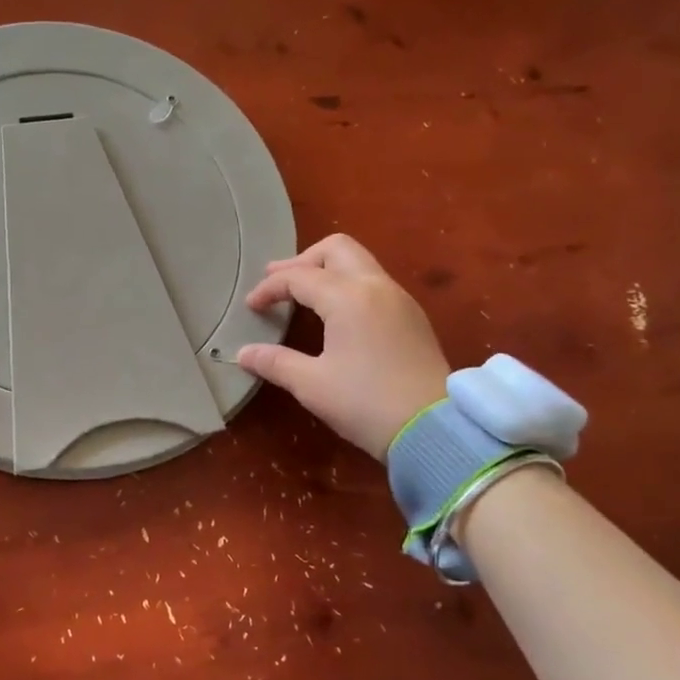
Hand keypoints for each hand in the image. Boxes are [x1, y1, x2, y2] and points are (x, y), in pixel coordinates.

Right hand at [236, 234, 449, 456]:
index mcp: (348, 297)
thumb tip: (243, 353)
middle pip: (335, 249)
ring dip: (327, 270)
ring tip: (303, 294)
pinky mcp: (412, 317)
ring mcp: (399, 300)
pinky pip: (374, 283)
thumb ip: (275, 362)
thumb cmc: (365, 403)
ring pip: (359, 263)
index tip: (251, 307)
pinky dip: (347, 285)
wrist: (435, 430)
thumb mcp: (311, 384)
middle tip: (277, 281)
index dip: (269, 288)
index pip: (298, 277)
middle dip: (302, 261)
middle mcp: (376, 287)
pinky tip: (335, 313)